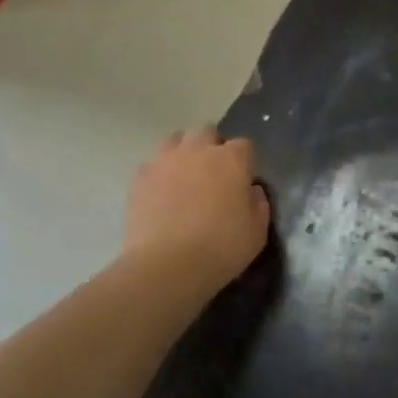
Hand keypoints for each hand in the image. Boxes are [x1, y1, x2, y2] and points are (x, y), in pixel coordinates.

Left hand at [123, 129, 269, 289]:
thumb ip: (258, 204)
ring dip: (183, 152)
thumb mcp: (257, 232)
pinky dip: (158, 174)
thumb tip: (251, 190)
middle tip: (213, 173)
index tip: (243, 180)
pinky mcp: (139, 178)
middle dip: (212, 146)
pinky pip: (151, 165)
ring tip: (184, 176)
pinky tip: (160, 194)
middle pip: (206, 132)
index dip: (245, 161)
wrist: (167, 265)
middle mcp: (198, 150)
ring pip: (175, 140)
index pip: (244, 145)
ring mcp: (165, 161)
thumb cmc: (221, 248)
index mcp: (232, 160)